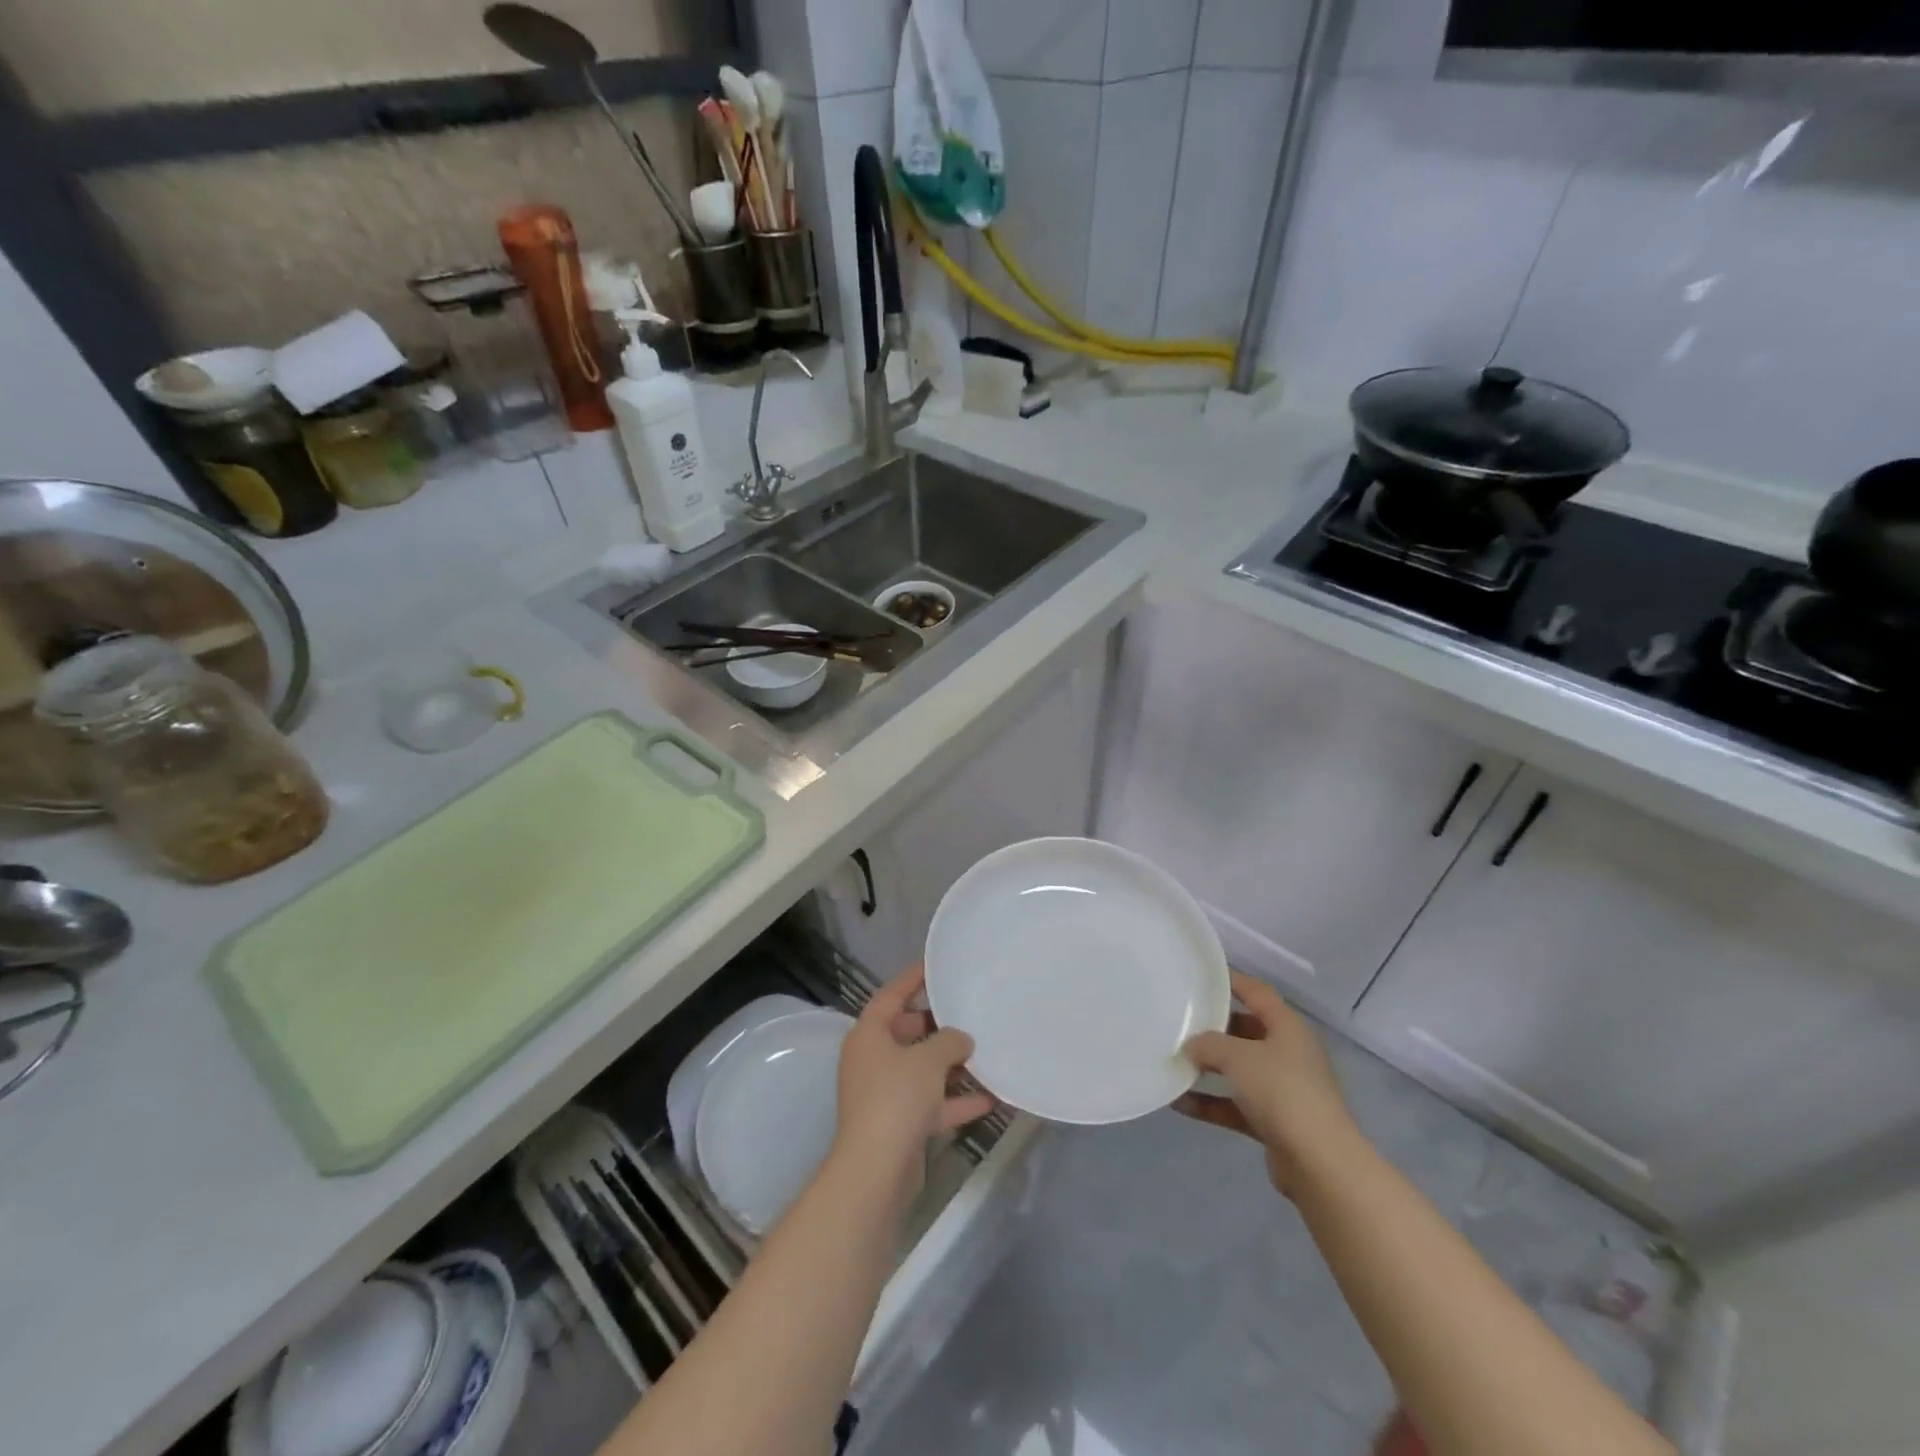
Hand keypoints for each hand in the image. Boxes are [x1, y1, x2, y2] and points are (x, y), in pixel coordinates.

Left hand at [832, 965, 995, 1193]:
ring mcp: (884, 1094)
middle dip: (936, 1025)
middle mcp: (872, 1060)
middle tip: (966, 1012)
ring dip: (949, 1065)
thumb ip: (949, 1041)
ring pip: (920, 1070)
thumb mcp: (929, 1060)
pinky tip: (989, 1098)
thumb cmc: (897, 1099)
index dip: (912, 978)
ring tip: (983, 1053)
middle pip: (906, 1032)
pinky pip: (930, 1103)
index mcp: (868, 1035)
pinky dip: (954, 1100)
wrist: (876, 1170)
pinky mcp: (898, 1124)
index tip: (935, 965)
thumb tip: (962, 1039)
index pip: (891, 995)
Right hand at [1176, 971, 1358, 1196]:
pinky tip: (1179, 1103)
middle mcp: (1289, 1053)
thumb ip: (1208, 1044)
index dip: (1232, 981)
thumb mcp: (1237, 1057)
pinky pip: (1236, 1104)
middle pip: (1247, 1031)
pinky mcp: (1276, 1122)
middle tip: (1180, 1020)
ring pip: (1240, 1070)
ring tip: (1173, 1060)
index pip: (1257, 993)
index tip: (1202, 975)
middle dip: (1214, 1028)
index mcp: (1288, 1028)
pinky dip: (1211, 1103)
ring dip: (1209, 1068)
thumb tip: (1191, 1045)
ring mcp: (1284, 1089)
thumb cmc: (1281, 1091)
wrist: (1319, 1163)